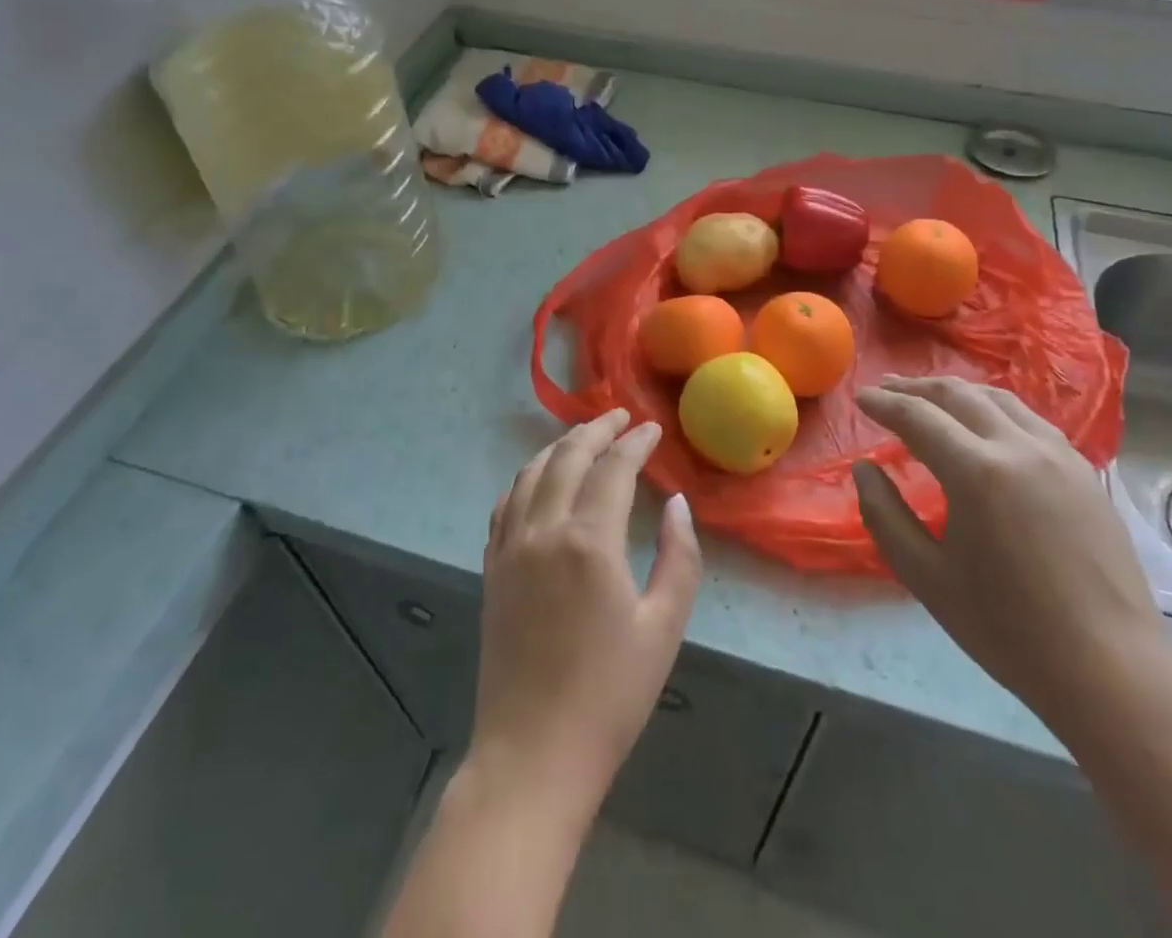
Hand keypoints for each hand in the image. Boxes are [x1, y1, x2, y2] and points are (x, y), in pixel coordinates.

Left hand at [471, 409, 701, 828]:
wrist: (532, 756)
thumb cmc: (610, 696)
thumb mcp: (664, 628)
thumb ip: (679, 556)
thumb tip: (677, 504)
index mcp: (588, 541)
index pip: (613, 468)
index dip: (635, 442)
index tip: (652, 428)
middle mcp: (543, 530)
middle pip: (568, 457)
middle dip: (596, 430)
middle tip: (621, 417)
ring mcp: (510, 547)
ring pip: (531, 473)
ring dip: (560, 446)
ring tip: (584, 437)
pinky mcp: (492, 568)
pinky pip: (506, 503)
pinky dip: (527, 478)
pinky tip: (540, 480)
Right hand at [852, 376, 1171, 735]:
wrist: (1112, 671)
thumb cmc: (1009, 629)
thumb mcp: (926, 577)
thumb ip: (885, 515)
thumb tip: (864, 469)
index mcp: (977, 471)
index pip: (917, 417)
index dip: (883, 403)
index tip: (859, 397)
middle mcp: (1019, 447)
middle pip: (958, 395)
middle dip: (916, 388)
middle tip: (886, 389)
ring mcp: (1059, 456)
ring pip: (999, 399)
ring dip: (957, 392)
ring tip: (931, 398)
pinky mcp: (1085, 473)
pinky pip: (1030, 420)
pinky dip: (994, 409)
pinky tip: (986, 425)